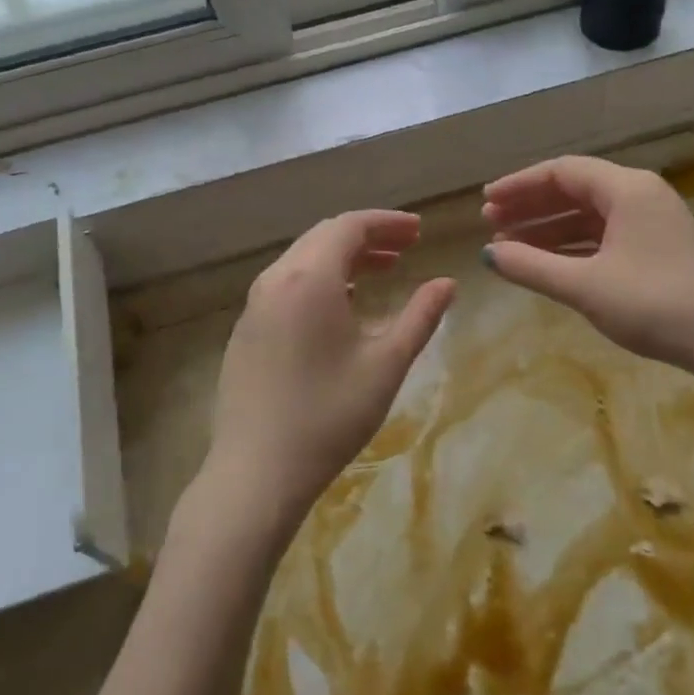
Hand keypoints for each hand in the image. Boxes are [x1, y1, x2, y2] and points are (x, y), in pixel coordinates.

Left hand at [204, 210, 456, 534]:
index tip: (420, 231)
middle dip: (368, 235)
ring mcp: (254, 305)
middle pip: (324, 236)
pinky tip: (341, 304)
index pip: (350, 226)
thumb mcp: (386, 364)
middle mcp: (276, 279)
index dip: (387, 222)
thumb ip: (420, 315)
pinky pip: (286, 284)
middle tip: (407, 247)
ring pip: (302, 260)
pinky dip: (319, 278)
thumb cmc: (329, 415)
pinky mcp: (246, 330)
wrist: (257, 472)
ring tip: (383, 271)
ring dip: (343, 257)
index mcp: (309, 278)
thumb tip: (448, 283)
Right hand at [482, 156, 693, 390]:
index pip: (562, 172)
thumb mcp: (585, 286)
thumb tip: (488, 254)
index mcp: (627, 189)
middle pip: (575, 189)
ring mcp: (653, 222)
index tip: (486, 202)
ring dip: (549, 228)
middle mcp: (641, 195)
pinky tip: (549, 263)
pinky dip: (574, 245)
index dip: (519, 185)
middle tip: (491, 224)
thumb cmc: (655, 305)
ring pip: (590, 215)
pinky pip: (606, 235)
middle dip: (531, 206)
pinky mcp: (659, 248)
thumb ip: (532, 266)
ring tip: (511, 246)